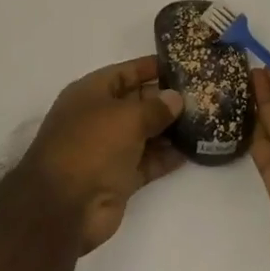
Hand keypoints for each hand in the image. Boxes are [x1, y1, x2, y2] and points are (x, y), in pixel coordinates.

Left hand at [15, 56, 185, 251]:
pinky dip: (166, 157)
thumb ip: (154, 107)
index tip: (181, 65)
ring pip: (144, 133)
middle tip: (202, 95)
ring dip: (170, 129)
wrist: (65, 205)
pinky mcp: (119, 178)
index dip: (149, 68)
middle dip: (165, 99)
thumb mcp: (125, 117)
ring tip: (204, 121)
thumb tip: (175, 98)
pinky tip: (192, 150)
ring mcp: (108, 149)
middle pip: (136, 103)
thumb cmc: (91, 146)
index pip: (123, 73)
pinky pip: (147, 162)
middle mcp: (98, 118)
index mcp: (90, 94)